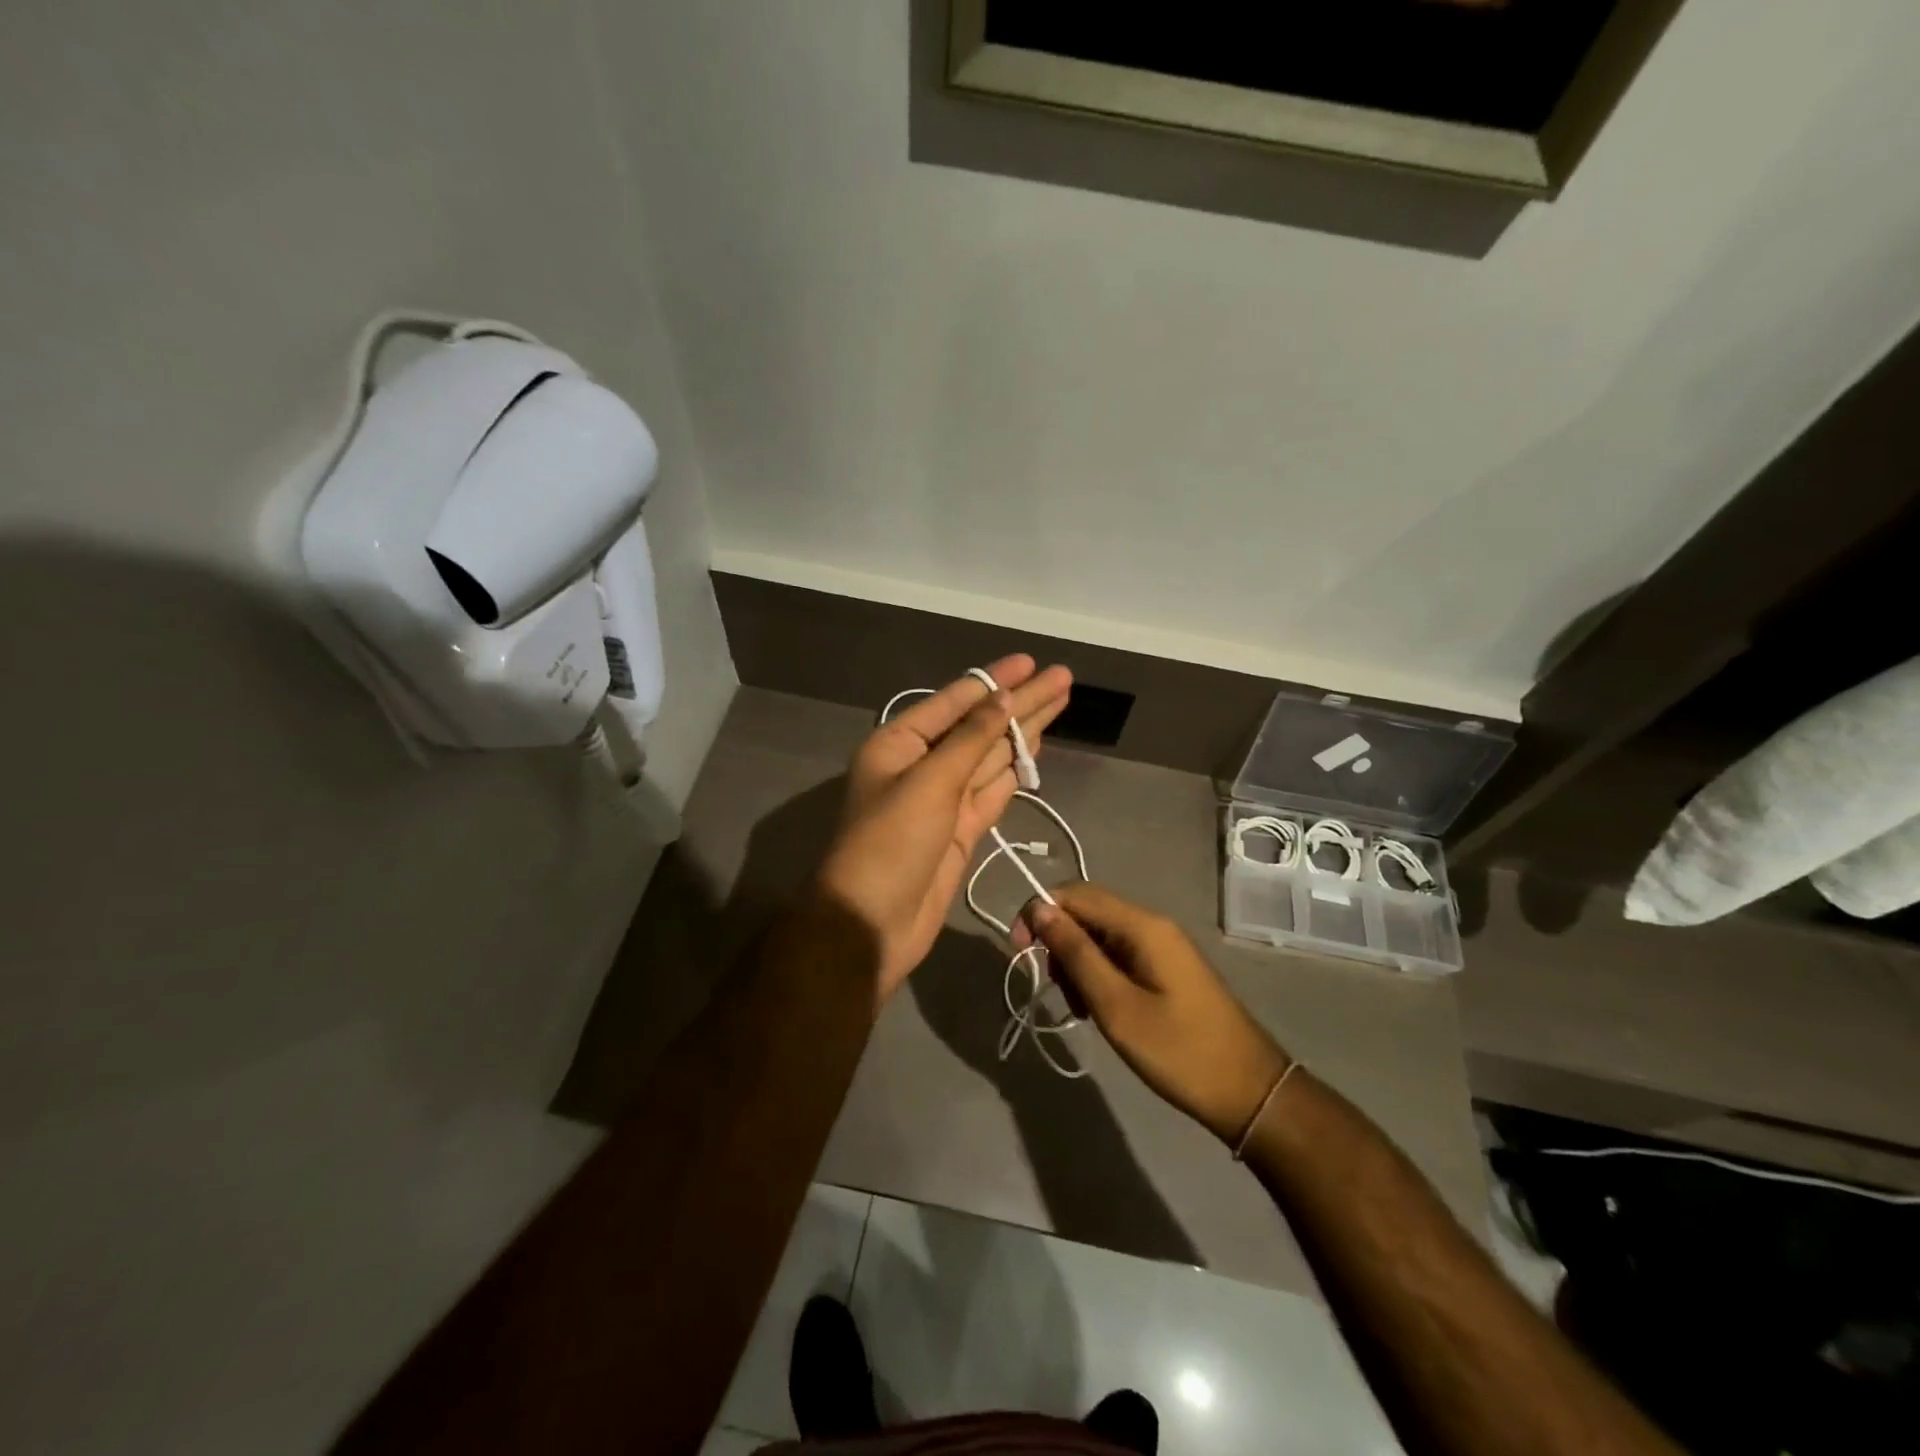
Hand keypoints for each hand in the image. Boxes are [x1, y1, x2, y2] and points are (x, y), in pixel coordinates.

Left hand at [813, 655, 1071, 1004]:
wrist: (871, 923)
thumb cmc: (890, 843)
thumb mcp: (929, 782)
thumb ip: (971, 740)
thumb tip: (1003, 699)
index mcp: (900, 743)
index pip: (955, 701)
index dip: (995, 681)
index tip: (1031, 662)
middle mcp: (922, 765)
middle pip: (980, 726)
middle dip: (1020, 702)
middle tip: (1063, 678)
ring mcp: (943, 799)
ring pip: (991, 756)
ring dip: (1024, 731)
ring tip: (1059, 702)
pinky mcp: (960, 830)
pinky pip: (993, 789)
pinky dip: (1015, 770)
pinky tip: (1037, 748)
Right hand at [1027, 884, 1289, 1144]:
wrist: (1250, 1093)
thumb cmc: (1179, 1051)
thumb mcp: (1116, 1006)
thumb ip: (1076, 953)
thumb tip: (1040, 909)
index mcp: (1142, 925)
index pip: (1076, 894)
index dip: (1040, 912)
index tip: (1019, 951)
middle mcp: (1152, 925)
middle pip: (1088, 912)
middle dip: (1059, 943)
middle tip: (1054, 989)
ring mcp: (1162, 947)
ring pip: (1101, 936)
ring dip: (1077, 963)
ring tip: (1078, 1008)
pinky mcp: (1166, 969)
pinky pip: (1119, 956)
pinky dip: (1098, 975)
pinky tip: (1098, 1010)